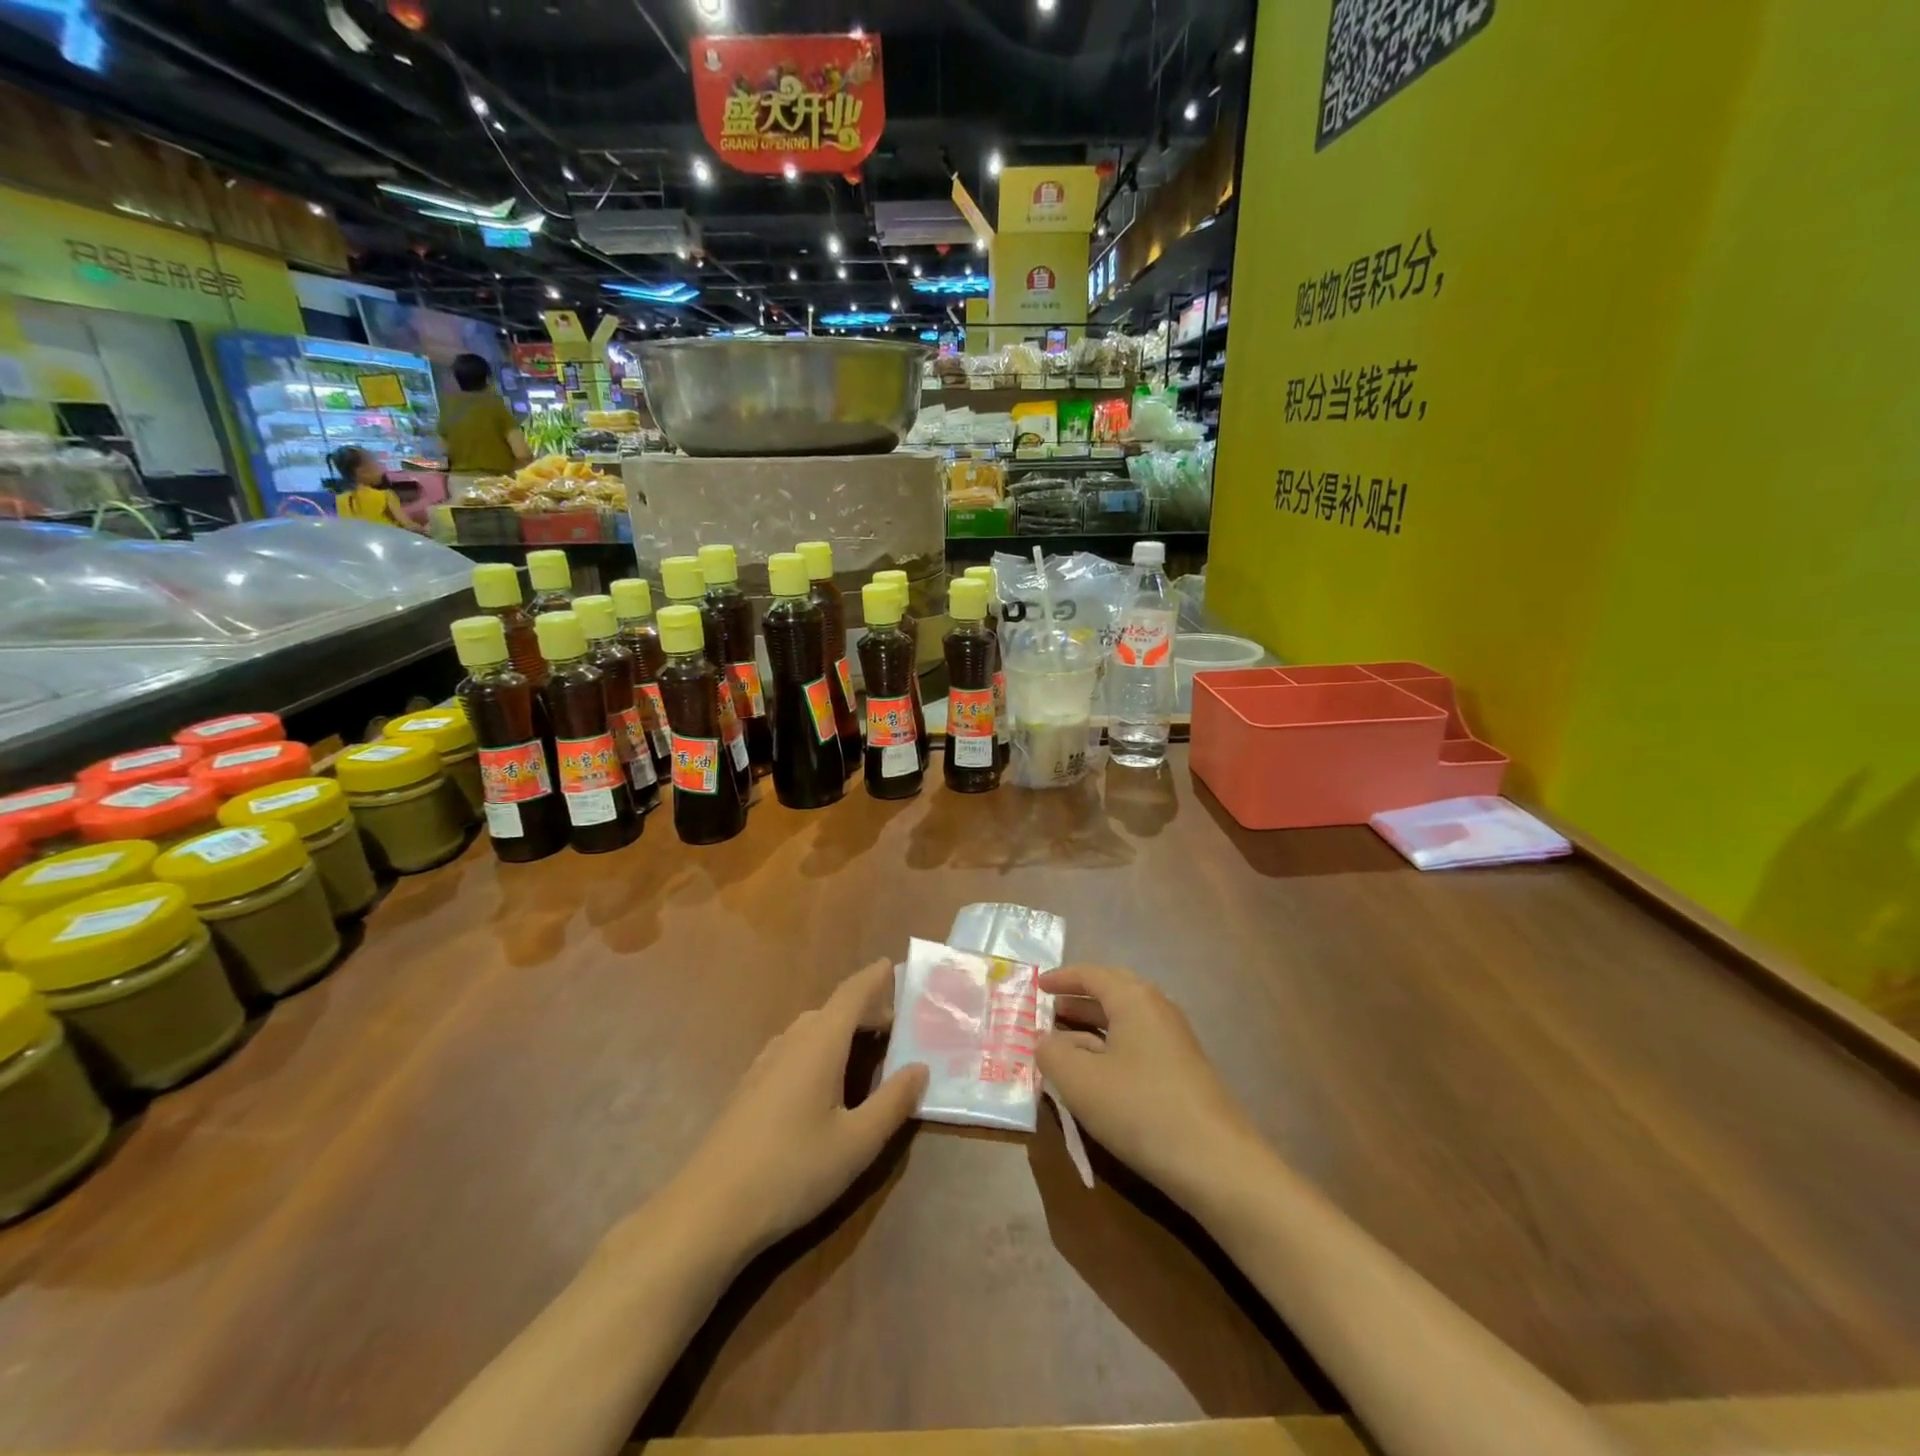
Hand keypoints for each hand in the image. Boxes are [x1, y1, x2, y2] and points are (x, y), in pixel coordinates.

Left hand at [664, 958, 927, 1259]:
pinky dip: (819, 1049)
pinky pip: (793, 1049)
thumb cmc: (792, 1170)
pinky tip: (824, 1083)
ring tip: (866, 1050)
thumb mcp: (856, 1143)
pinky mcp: (750, 1087)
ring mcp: (765, 1063)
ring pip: (811, 1030)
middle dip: (865, 1010)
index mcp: (820, 1042)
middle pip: (833, 1010)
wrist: (708, 1209)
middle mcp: (792, 1040)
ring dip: (841, 1030)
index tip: (895, 965)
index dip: (875, 977)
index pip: (852, 993)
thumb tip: (921, 1067)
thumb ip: (893, 1102)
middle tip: (897, 1026)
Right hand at [1037, 965, 1268, 1213]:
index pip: (1092, 974)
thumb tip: (1044, 1040)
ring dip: (1092, 1028)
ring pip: (1125, 1022)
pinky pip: (1138, 1045)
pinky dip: (1110, 1049)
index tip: (1037, 986)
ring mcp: (1175, 1041)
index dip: (1062, 979)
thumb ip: (1051, 1054)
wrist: (1217, 1163)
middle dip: (1077, 1001)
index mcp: (1134, 999)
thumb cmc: (1140, 1109)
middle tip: (1048, 1013)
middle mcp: (1158, 1009)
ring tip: (1063, 1045)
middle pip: (1112, 993)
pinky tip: (1097, 1077)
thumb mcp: (1080, 1081)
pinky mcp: (1184, 1072)